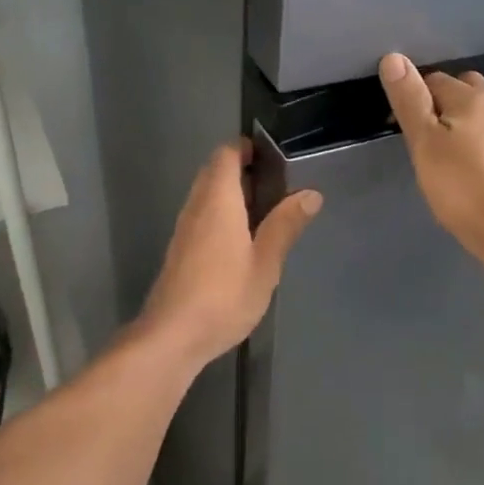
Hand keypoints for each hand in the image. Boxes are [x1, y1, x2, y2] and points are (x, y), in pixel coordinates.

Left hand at [137, 139, 321, 366]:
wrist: (172, 336)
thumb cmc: (224, 295)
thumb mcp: (265, 262)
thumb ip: (286, 225)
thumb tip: (311, 194)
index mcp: (218, 200)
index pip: (226, 154)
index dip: (247, 148)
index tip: (274, 158)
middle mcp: (196, 206)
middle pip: (215, 172)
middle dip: (243, 171)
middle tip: (277, 188)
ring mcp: (184, 229)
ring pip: (207, 195)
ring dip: (233, 195)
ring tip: (266, 214)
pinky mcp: (180, 251)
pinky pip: (202, 217)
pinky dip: (222, 215)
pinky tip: (242, 242)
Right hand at [378, 53, 483, 263]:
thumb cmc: (461, 187)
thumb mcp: (425, 143)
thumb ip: (409, 99)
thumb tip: (394, 57)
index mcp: (471, 95)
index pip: (430, 80)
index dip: (412, 101)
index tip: (403, 132)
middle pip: (457, 89)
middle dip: (436, 105)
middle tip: (422, 142)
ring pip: (473, 109)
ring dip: (455, 121)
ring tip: (441, 153)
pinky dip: (471, 136)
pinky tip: (464, 162)